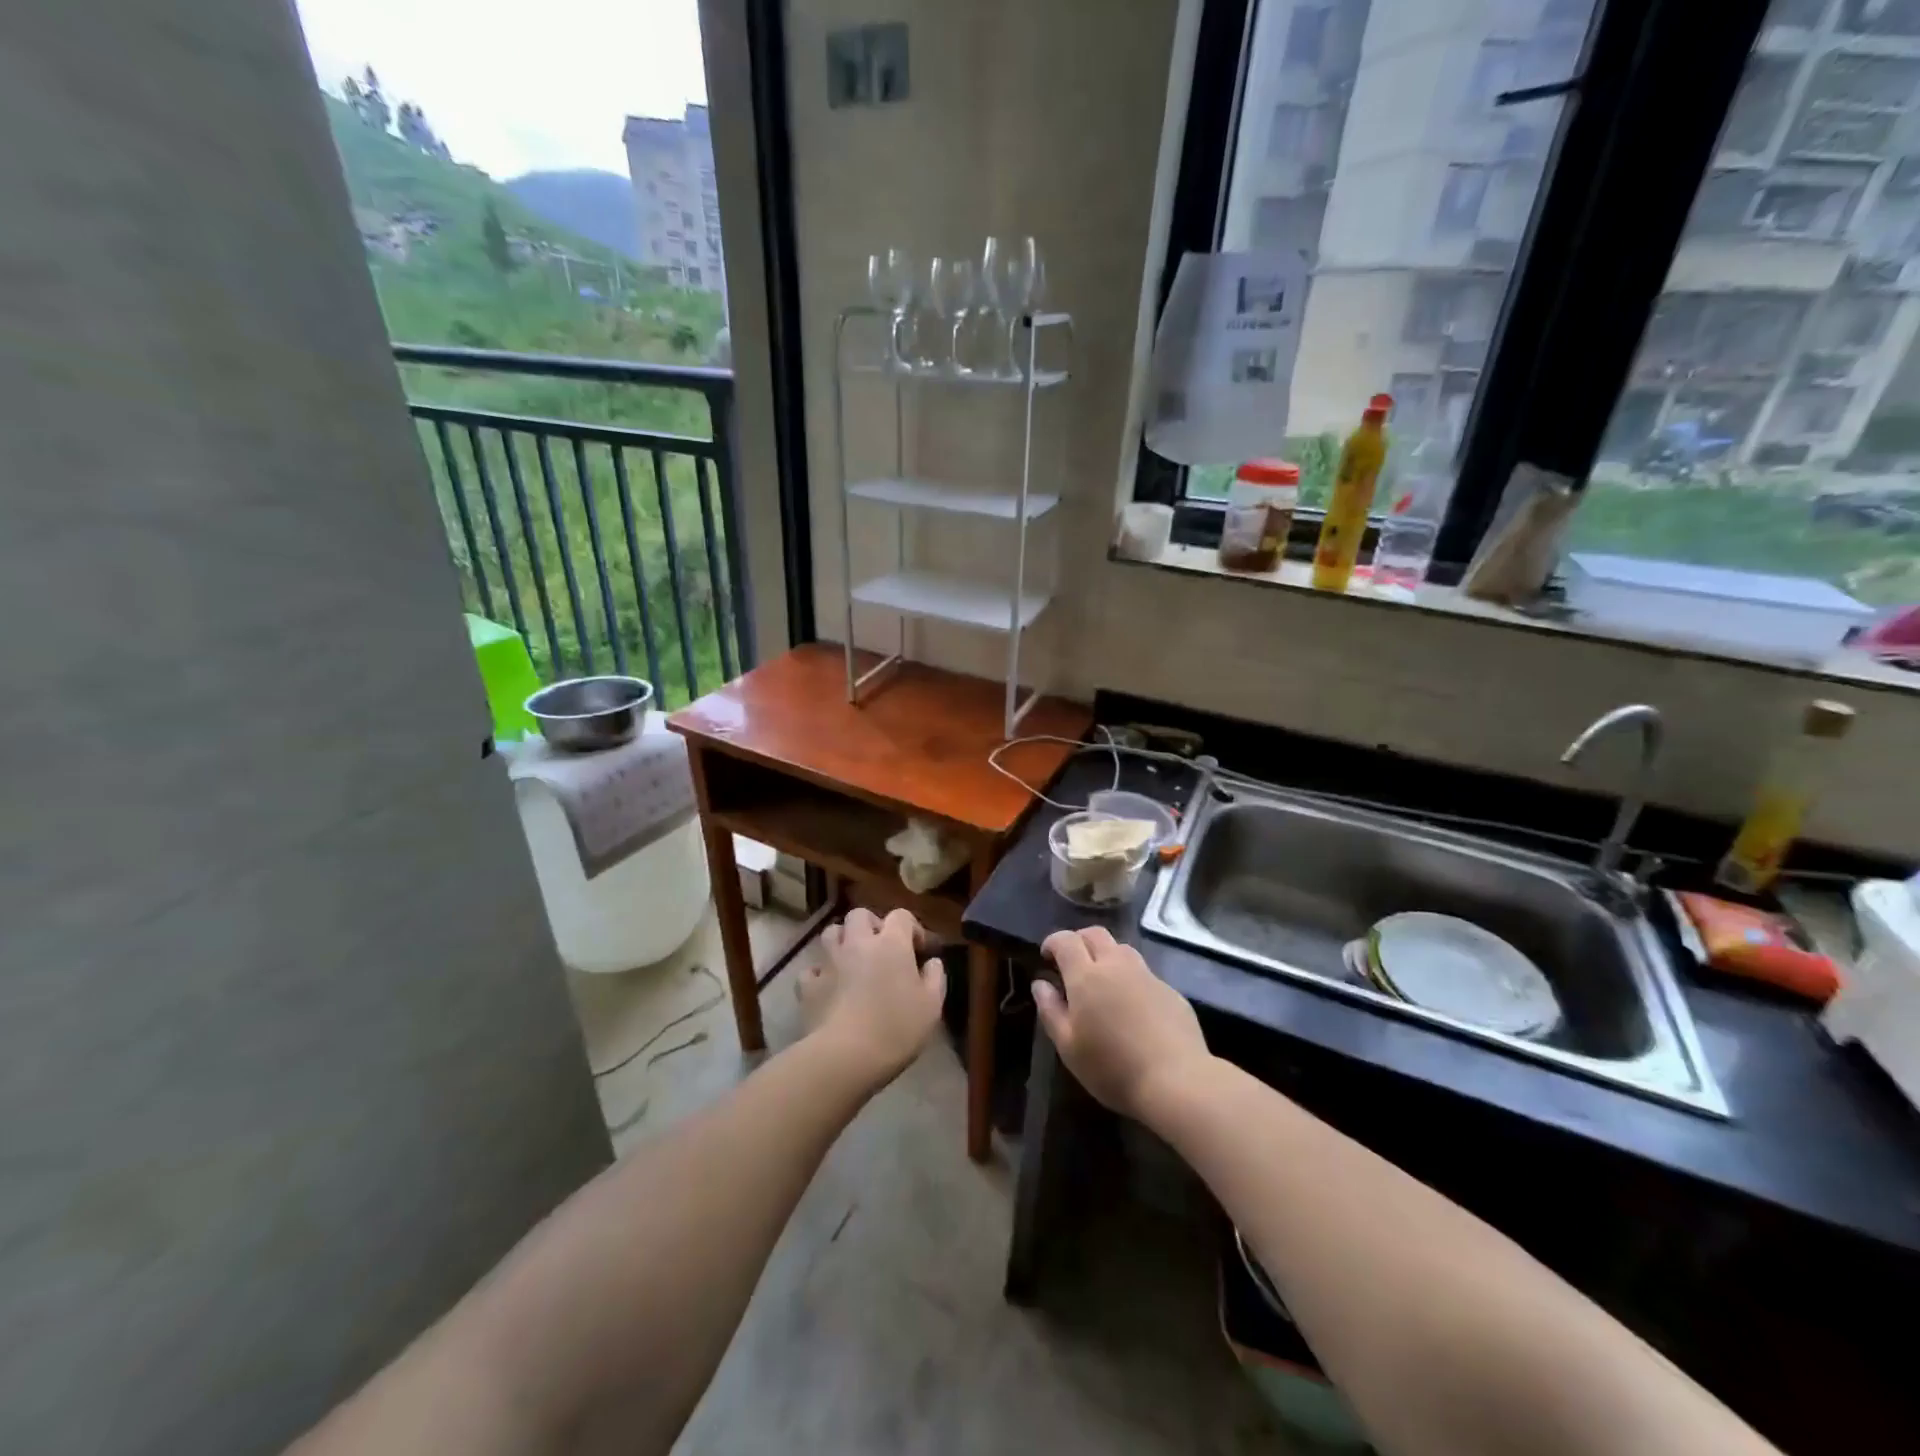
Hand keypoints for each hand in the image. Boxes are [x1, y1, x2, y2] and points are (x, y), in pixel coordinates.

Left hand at [809, 908, 947, 1084]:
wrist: (845, 1056)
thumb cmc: (896, 1029)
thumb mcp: (932, 1006)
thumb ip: (935, 978)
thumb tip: (932, 962)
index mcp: (891, 943)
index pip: (901, 916)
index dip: (911, 927)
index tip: (919, 949)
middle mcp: (858, 943)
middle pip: (859, 914)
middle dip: (870, 924)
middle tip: (880, 947)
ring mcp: (829, 962)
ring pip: (831, 933)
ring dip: (842, 940)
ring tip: (851, 960)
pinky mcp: (808, 986)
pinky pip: (812, 969)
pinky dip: (820, 975)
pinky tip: (828, 988)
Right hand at [1034, 926, 1209, 1121]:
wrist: (1176, 1080)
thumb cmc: (1112, 1067)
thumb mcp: (1069, 1047)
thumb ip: (1051, 1010)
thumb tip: (1041, 984)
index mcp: (1086, 976)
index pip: (1066, 940)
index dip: (1053, 942)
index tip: (1047, 957)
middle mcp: (1116, 965)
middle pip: (1095, 934)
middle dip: (1079, 941)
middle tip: (1072, 963)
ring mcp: (1147, 975)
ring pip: (1122, 949)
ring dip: (1106, 955)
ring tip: (1102, 981)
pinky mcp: (1170, 990)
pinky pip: (1143, 973)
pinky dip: (1130, 978)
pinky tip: (1132, 1007)